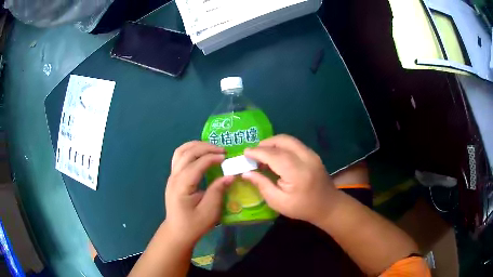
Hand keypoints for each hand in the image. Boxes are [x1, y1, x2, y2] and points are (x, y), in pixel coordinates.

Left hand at [164, 141, 233, 244]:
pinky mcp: (173, 178)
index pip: (197, 164)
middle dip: (205, 147)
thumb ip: (218, 191)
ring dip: (196, 146)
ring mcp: (172, 176)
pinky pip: (179, 157)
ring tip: (212, 148)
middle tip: (222, 150)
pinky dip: (190, 150)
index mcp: (182, 186)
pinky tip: (201, 154)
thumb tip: (230, 175)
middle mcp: (174, 177)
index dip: (212, 157)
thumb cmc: (194, 224)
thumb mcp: (209, 211)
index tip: (227, 157)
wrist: (178, 232)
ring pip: (181, 151)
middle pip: (187, 153)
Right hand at [242, 134, 339, 224]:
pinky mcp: (313, 154)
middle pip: (283, 141)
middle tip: (254, 153)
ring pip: (289, 140)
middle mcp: (306, 158)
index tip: (245, 153)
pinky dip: (282, 146)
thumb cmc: (301, 207)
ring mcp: (312, 154)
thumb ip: (262, 184)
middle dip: (265, 143)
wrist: (327, 206)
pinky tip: (276, 156)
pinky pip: (295, 144)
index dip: (258, 152)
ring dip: (273, 143)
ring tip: (263, 154)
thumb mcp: (278, 202)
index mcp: (297, 173)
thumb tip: (246, 172)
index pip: (274, 155)